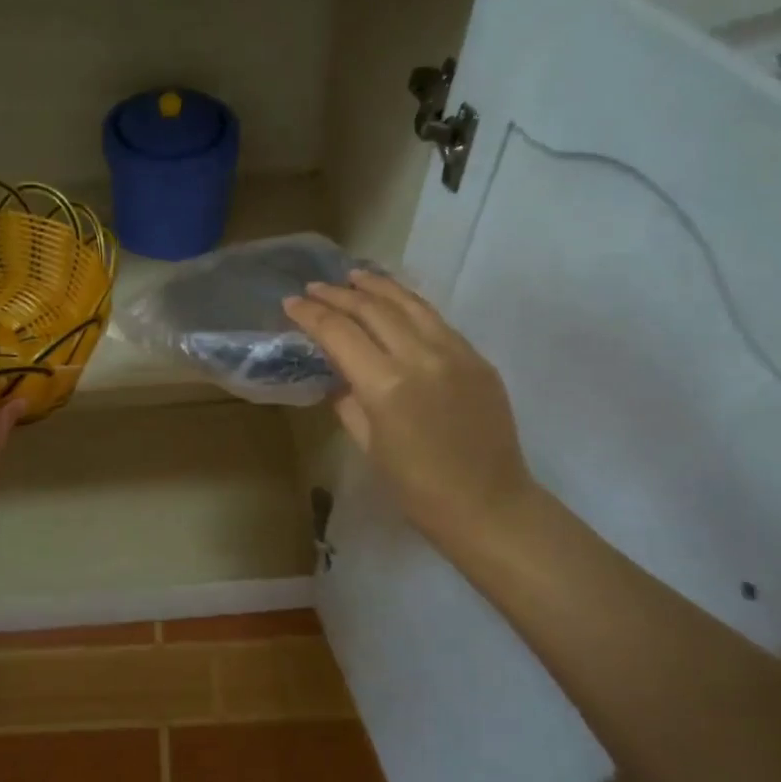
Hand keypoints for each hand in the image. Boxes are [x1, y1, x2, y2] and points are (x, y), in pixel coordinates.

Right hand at [284, 270, 537, 553]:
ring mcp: (454, 353)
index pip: (340, 334)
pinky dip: (409, 304)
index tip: (291, 302)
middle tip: (314, 287)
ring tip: (353, 276)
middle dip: (338, 295)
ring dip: (377, 287)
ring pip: (409, 304)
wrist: (489, 505)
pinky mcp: (477, 358)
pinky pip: (436, 320)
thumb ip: (348, 402)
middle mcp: (421, 357)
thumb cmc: (418, 488)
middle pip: (373, 310)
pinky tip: (395, 300)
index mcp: (386, 385)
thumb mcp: (369, 445)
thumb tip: (338, 375)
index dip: (312, 315)